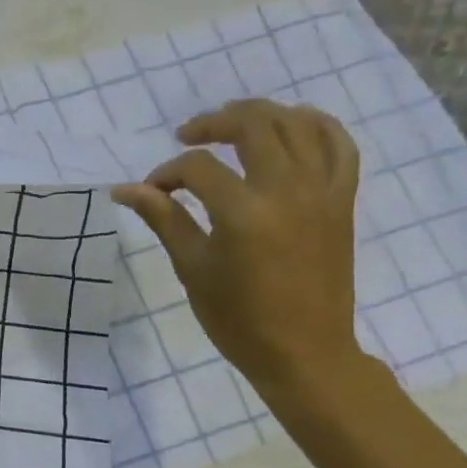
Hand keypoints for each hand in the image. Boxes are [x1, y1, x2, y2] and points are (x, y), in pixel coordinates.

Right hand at [114, 98, 364, 398]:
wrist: (304, 352)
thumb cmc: (239, 319)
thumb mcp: (192, 269)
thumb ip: (164, 219)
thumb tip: (124, 189)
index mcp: (244, 212)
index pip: (197, 168)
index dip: (167, 173)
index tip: (152, 192)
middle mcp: (287, 190)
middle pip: (252, 126)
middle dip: (213, 124)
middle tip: (188, 136)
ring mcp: (322, 191)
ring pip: (298, 125)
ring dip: (261, 115)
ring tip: (234, 125)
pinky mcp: (342, 200)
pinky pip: (340, 146)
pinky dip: (317, 126)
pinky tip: (293, 125)